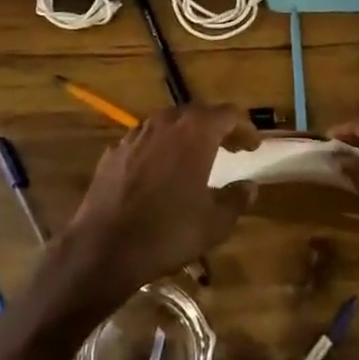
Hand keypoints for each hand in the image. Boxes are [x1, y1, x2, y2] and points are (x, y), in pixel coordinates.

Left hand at [61, 103, 258, 307]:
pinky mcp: (115, 151)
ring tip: (196, 157)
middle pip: (198, 114)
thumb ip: (236, 199)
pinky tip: (160, 171)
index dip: (245, 127)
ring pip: (169, 124)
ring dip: (187, 135)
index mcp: (195, 132)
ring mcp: (136, 134)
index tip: (253, 146)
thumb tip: (250, 185)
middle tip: (231, 148)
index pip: (228, 114)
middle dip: (217, 128)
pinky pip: (145, 140)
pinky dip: (160, 148)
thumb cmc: (168, 231)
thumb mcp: (215, 223)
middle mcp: (166, 123)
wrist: (105, 246)